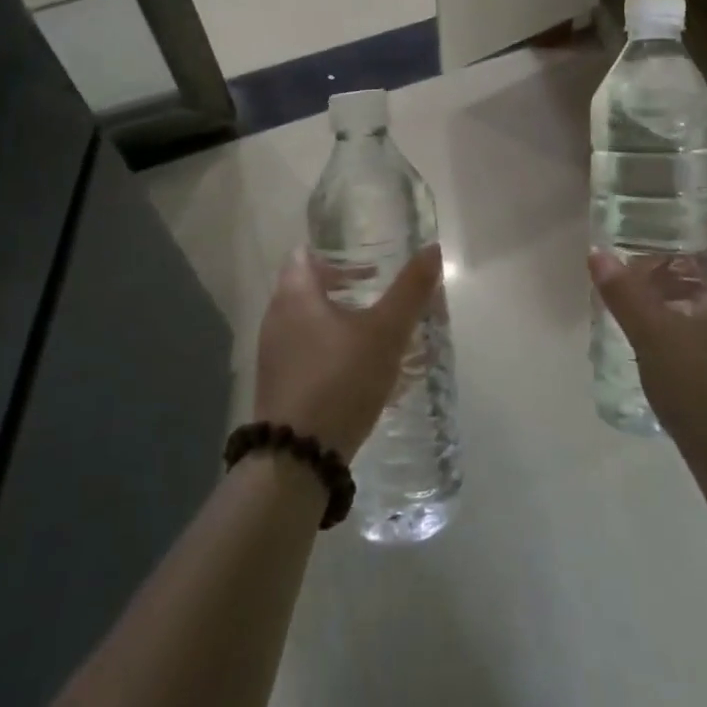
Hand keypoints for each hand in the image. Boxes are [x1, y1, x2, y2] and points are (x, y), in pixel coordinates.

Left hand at [253, 245, 443, 458]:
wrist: (297, 459)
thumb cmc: (340, 380)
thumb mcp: (385, 333)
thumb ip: (410, 290)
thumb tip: (433, 248)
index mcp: (294, 295)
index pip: (304, 254)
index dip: (335, 252)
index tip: (366, 259)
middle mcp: (276, 318)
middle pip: (307, 287)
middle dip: (343, 285)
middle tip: (378, 289)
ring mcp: (274, 355)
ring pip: (308, 321)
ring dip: (339, 318)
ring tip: (375, 330)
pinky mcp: (279, 386)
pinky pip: (305, 352)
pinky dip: (331, 348)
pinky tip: (360, 369)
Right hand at [589, 212, 706, 473]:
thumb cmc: (701, 387)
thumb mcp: (653, 335)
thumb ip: (623, 293)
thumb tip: (597, 253)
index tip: (678, 214)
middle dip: (688, 252)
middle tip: (648, 251)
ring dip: (688, 283)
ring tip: (646, 287)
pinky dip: (694, 309)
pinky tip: (661, 325)